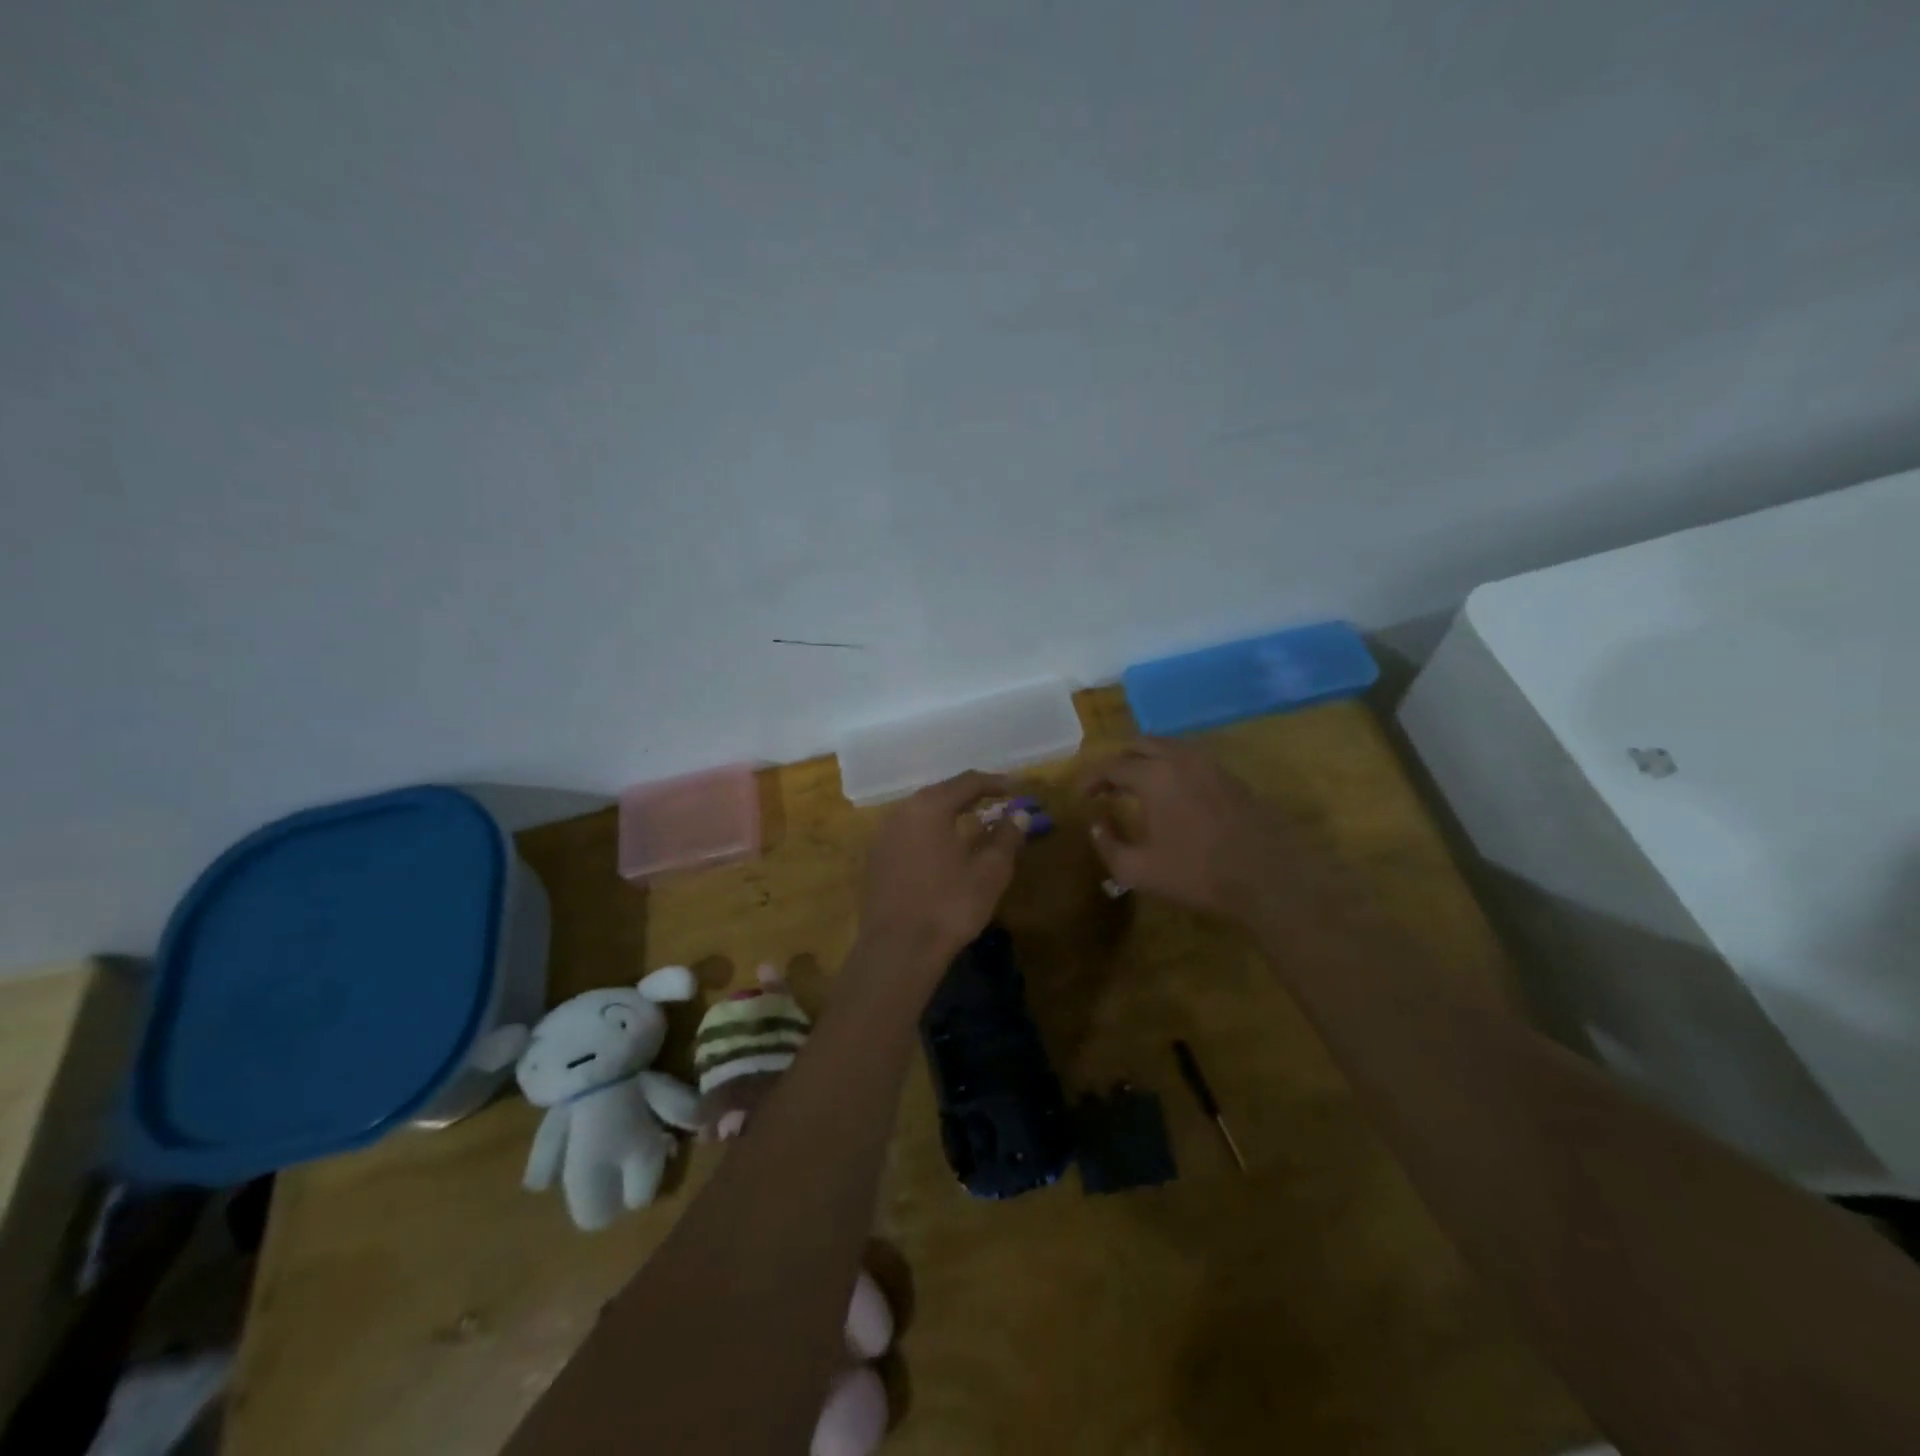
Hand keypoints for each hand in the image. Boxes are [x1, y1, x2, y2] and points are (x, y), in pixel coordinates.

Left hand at [856, 771, 1023, 965]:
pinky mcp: (876, 858)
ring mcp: (884, 835)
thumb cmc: (949, 905)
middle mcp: (902, 811)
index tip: (1018, 789)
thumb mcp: (989, 871)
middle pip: (942, 793)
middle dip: (972, 796)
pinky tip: (946, 849)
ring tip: (975, 824)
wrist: (897, 950)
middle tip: (998, 803)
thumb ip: (1006, 837)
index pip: (968, 782)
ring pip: (923, 813)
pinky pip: (910, 832)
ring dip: (951, 814)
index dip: (996, 783)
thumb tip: (1019, 815)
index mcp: (929, 806)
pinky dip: (933, 832)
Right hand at [1079, 738, 1305, 919]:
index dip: (1091, 778)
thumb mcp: (1138, 870)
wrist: (1268, 879)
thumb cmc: (1197, 874)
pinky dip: (1170, 766)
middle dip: (1117, 761)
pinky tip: (1170, 794)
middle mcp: (1180, 759)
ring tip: (1135, 786)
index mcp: (1154, 776)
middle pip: (1140, 744)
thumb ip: (1108, 845)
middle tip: (1106, 786)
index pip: (1111, 765)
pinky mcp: (1231, 777)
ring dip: (1145, 760)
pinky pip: (1190, 758)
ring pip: (1168, 747)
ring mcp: (1210, 765)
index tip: (1081, 795)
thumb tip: (1096, 825)